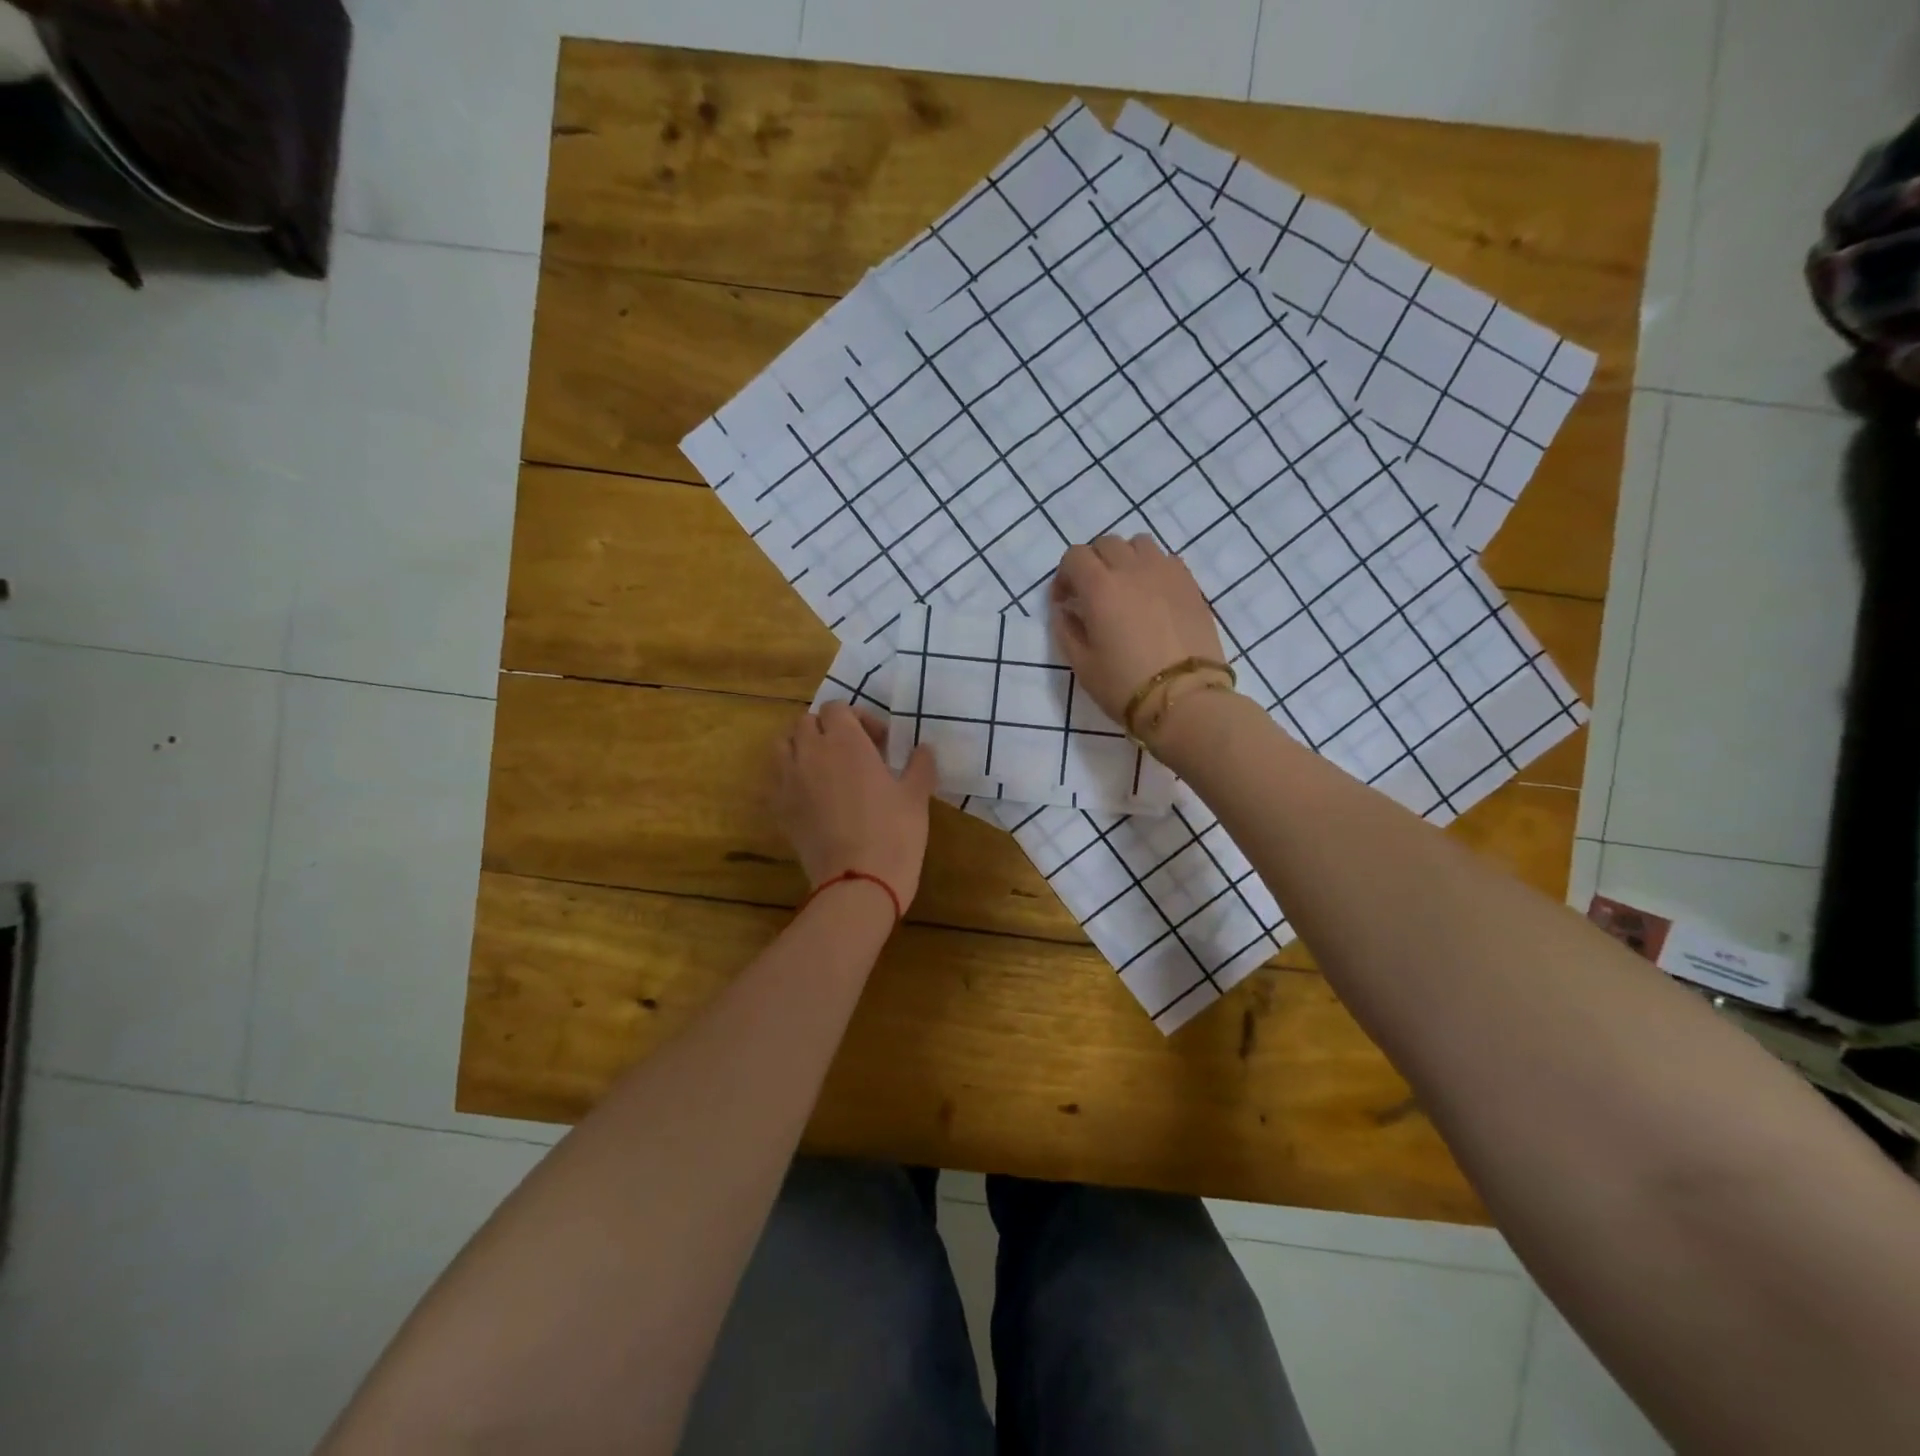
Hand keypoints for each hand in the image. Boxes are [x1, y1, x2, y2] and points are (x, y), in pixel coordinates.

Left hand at [771, 702, 936, 911]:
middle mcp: (811, 752)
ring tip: (826, 770)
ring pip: (784, 746)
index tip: (880, 743)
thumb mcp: (916, 796)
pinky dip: (791, 778)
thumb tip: (923, 749)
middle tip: (854, 754)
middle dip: (828, 731)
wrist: (858, 882)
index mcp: (845, 741)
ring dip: (803, 748)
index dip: (858, 719)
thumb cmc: (894, 833)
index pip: (838, 708)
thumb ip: (920, 764)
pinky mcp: (779, 809)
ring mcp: (789, 780)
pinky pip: (777, 779)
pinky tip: (813, 798)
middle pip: (807, 723)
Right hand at [1050, 534, 1226, 724]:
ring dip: (1125, 559)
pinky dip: (1152, 568)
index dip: (1064, 576)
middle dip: (1093, 563)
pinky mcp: (1190, 584)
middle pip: (1106, 544)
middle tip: (1092, 595)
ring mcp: (1165, 573)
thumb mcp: (1082, 665)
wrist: (1185, 699)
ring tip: (1125, 589)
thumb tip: (1065, 610)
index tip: (1065, 602)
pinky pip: (1166, 560)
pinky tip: (1152, 596)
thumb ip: (1067, 630)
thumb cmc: (1125, 685)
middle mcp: (1132, 570)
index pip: (1074, 557)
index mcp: (1100, 587)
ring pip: (1139, 544)